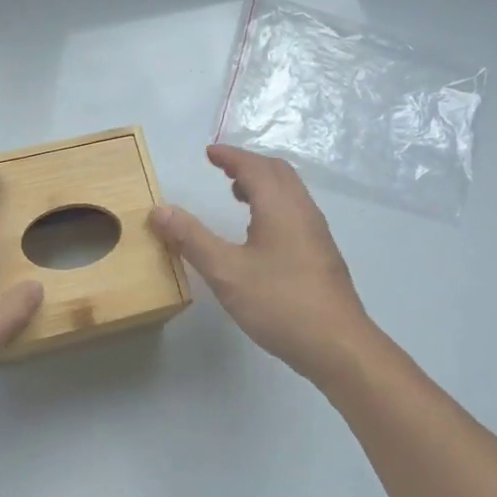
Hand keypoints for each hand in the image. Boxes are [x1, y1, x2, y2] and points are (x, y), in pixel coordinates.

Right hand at [151, 145, 381, 384]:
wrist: (336, 344)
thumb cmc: (279, 303)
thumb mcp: (226, 272)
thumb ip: (191, 239)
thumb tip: (160, 210)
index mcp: (281, 207)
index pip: (254, 166)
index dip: (230, 156)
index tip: (208, 152)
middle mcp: (303, 211)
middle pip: (278, 173)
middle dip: (248, 165)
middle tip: (221, 171)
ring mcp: (317, 234)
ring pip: (290, 194)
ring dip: (263, 186)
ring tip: (236, 197)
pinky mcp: (321, 255)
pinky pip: (295, 213)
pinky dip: (273, 206)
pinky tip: (259, 235)